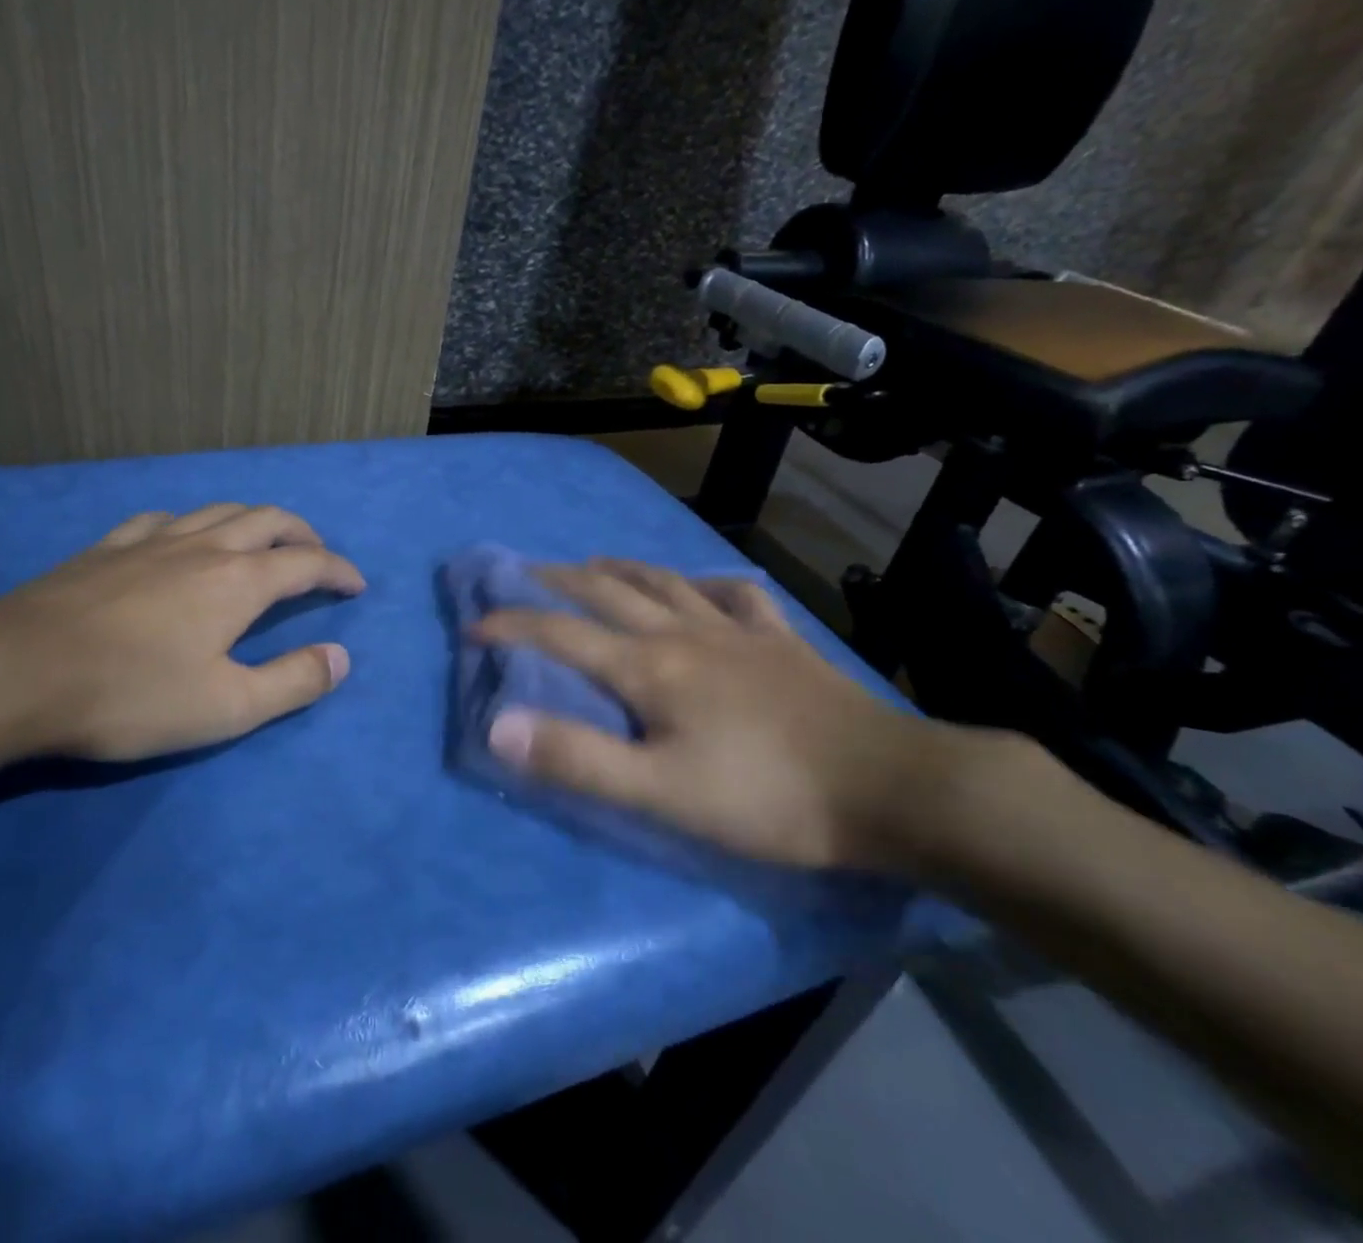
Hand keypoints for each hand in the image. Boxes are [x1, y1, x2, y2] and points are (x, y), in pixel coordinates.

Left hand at [0, 503, 363, 762]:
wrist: (15, 672)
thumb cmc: (131, 695)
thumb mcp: (226, 707)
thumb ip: (292, 682)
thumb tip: (341, 658)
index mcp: (239, 581)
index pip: (307, 563)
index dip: (339, 570)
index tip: (356, 585)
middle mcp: (204, 547)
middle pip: (268, 520)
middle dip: (302, 534)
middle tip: (317, 555)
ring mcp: (152, 540)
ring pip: (219, 510)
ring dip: (253, 521)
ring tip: (261, 541)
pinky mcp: (108, 547)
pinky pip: (164, 518)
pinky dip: (193, 523)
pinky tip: (181, 537)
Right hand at [474, 558, 1004, 873]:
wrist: (890, 789)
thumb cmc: (767, 797)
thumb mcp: (661, 793)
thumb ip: (577, 758)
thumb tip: (498, 724)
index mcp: (649, 667)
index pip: (560, 634)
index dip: (511, 626)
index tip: (473, 624)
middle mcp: (684, 632)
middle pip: (607, 592)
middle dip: (556, 581)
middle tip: (523, 574)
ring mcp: (736, 631)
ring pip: (665, 582)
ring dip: (620, 569)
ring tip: (594, 565)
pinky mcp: (780, 642)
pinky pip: (736, 596)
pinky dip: (707, 584)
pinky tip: (702, 585)